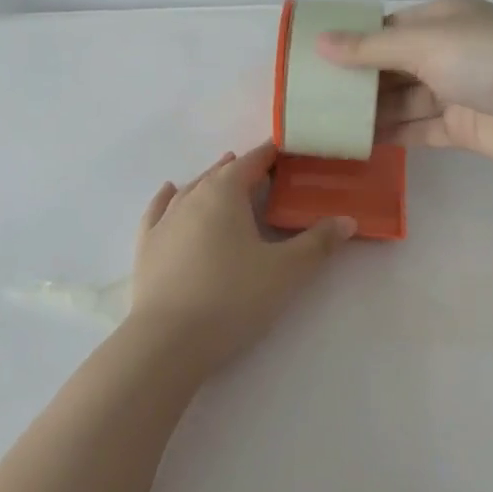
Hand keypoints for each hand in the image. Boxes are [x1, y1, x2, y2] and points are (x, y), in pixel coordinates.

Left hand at [129, 143, 354, 377]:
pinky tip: (170, 192)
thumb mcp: (286, 272)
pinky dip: (168, 198)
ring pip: (190, 189)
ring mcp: (164, 221)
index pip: (252, 162)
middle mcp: (191, 197)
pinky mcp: (146, 245)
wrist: (168, 340)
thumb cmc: (233, 298)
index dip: (270, 154)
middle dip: (242, 169)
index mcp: (224, 193)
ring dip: (210, 181)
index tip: (287, 151)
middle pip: (220, 173)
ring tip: (223, 174)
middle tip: (264, 173)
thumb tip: (347, 220)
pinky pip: (158, 210)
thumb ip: (318, 243)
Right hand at [316, 0, 492, 166]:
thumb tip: (319, 43)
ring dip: (369, 112)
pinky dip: (391, 136)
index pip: (385, 30)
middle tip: (310, 98)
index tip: (311, 60)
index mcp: (439, 21)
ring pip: (401, 102)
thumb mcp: (425, 44)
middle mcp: (445, 53)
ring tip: (324, 123)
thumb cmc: (490, 59)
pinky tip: (356, 144)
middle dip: (355, 81)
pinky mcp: (461, 129)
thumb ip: (371, 49)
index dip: (350, 43)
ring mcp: (454, 93)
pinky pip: (417, 131)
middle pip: (390, 68)